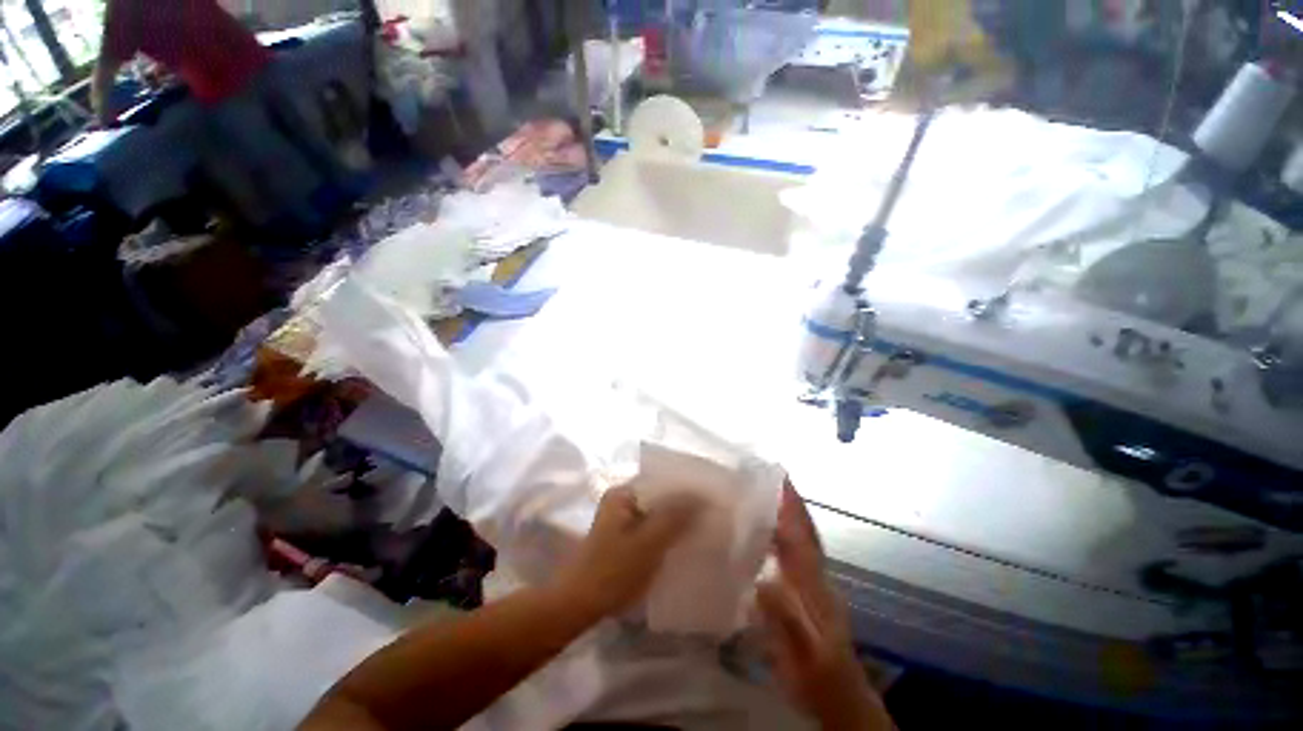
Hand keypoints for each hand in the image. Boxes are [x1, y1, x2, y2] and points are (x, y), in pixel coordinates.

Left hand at [553, 485, 702, 621]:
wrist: (579, 605)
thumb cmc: (612, 572)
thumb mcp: (647, 544)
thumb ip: (675, 518)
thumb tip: (704, 497)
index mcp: (623, 493)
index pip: (662, 481)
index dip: (686, 487)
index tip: (711, 496)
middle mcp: (623, 499)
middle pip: (660, 497)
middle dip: (684, 504)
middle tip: (712, 511)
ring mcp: (623, 519)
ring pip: (658, 513)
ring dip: (677, 520)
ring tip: (705, 524)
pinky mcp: (625, 537)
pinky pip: (652, 528)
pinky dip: (668, 532)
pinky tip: (685, 541)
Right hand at [756, 483, 892, 728]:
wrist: (840, 697)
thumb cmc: (817, 677)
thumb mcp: (800, 654)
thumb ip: (785, 620)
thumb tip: (764, 582)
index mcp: (813, 585)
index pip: (802, 537)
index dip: (792, 506)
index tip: (780, 477)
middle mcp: (816, 576)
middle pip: (805, 531)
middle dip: (791, 501)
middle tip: (770, 476)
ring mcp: (815, 583)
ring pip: (802, 539)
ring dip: (789, 513)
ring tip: (766, 493)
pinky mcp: (810, 591)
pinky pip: (796, 552)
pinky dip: (785, 533)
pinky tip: (768, 532)